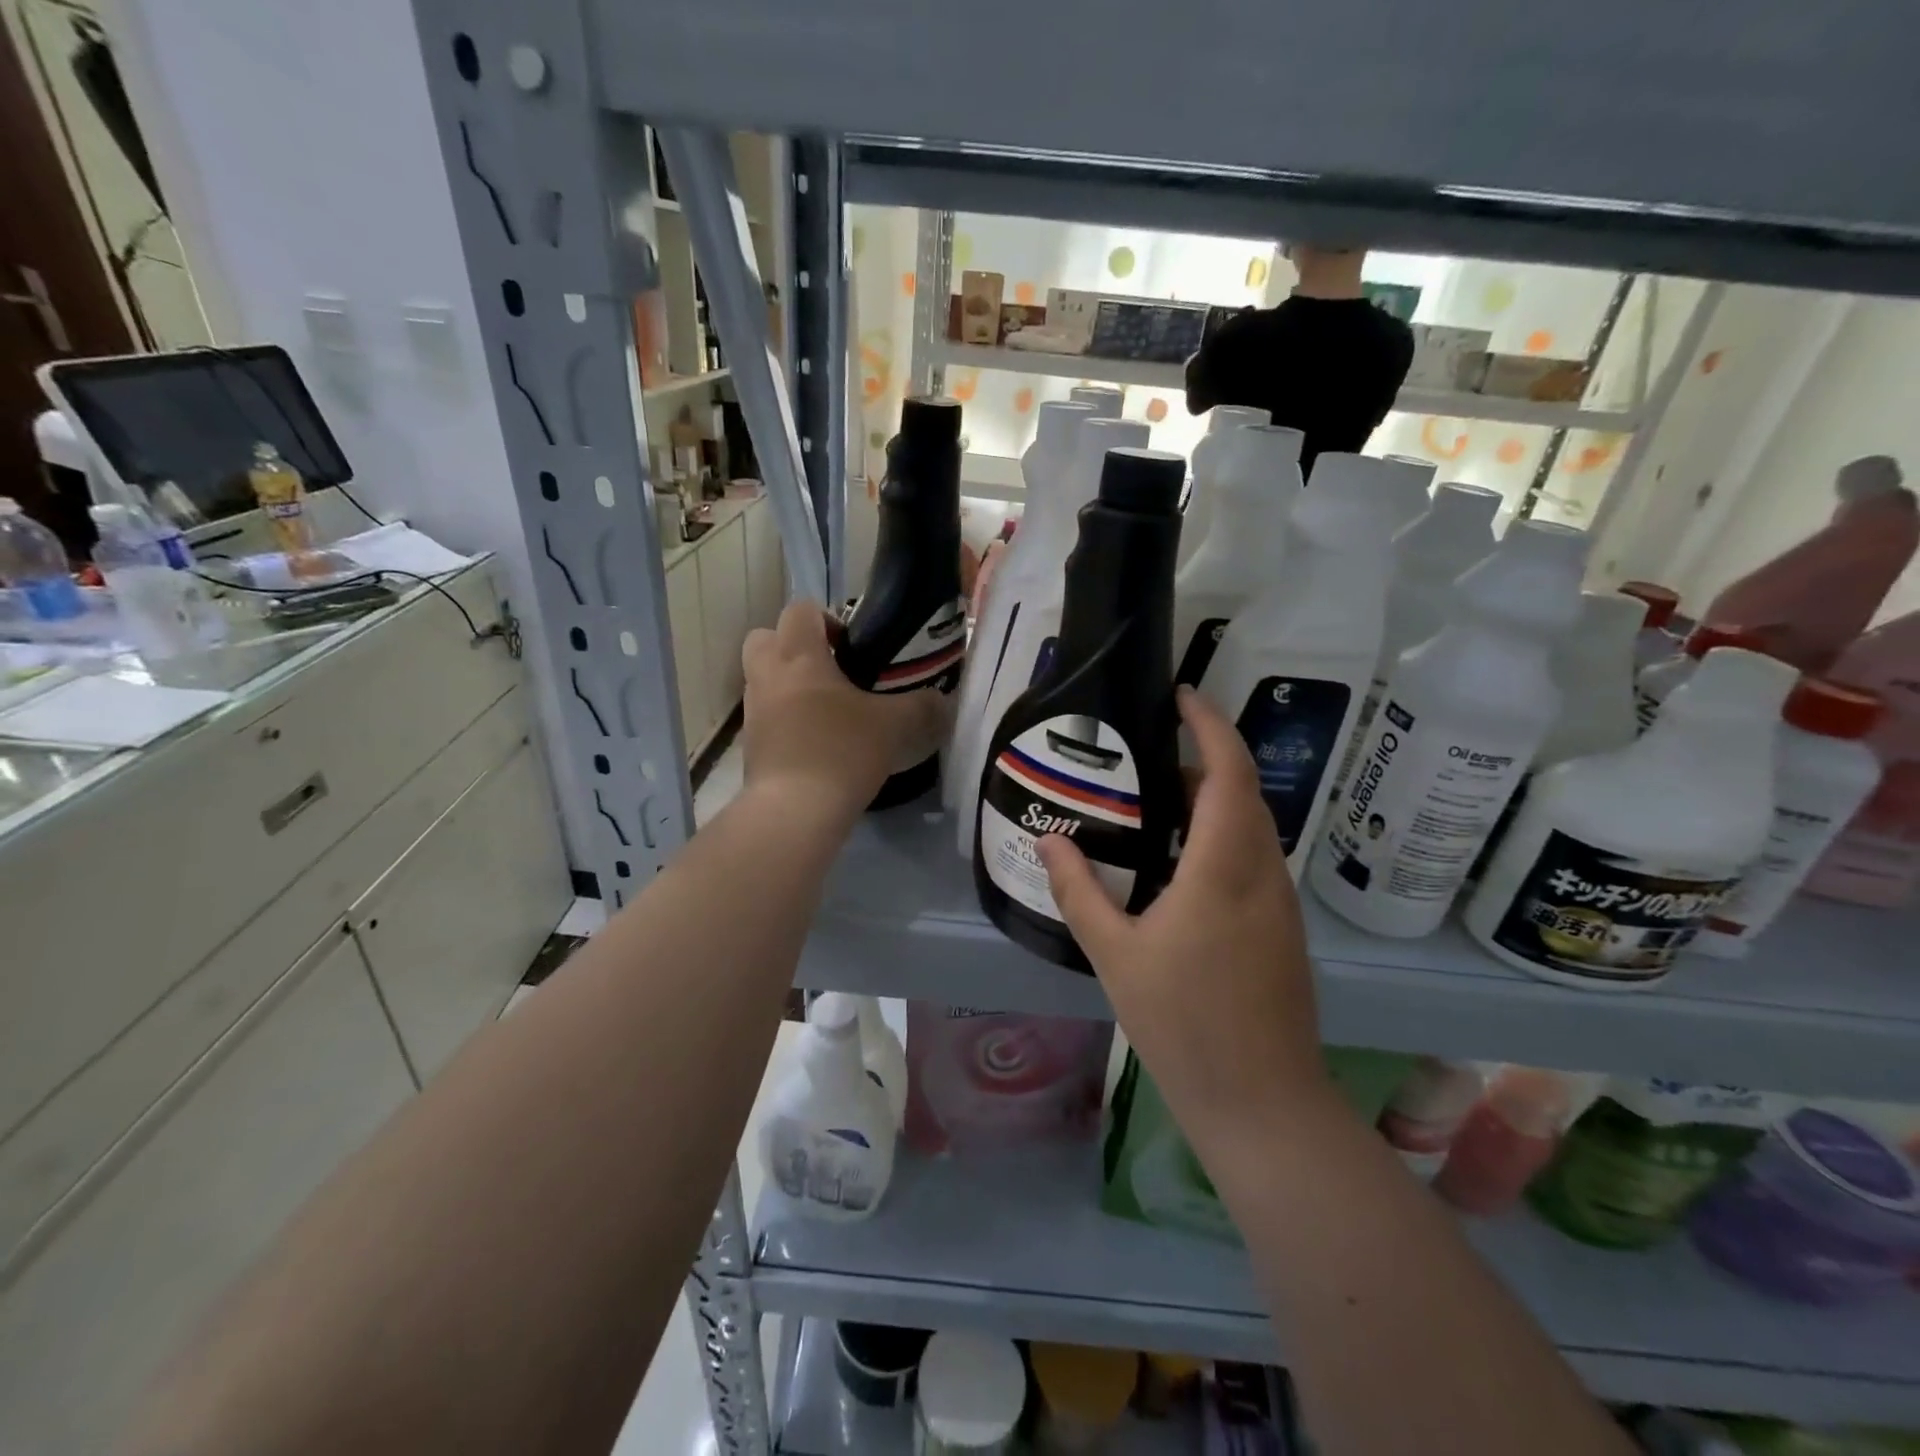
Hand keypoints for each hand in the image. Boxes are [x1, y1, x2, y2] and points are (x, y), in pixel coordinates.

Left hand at [740, 601, 949, 819]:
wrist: (795, 811)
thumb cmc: (842, 751)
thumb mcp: (895, 726)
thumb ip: (922, 707)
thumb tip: (943, 701)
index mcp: (799, 656)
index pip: (800, 610)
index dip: (826, 618)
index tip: (851, 644)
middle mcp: (767, 676)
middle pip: (764, 637)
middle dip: (792, 645)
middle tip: (830, 669)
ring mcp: (754, 712)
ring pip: (762, 679)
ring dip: (788, 684)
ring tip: (828, 710)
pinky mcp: (751, 746)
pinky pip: (766, 717)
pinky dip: (786, 720)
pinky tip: (818, 742)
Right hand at [1036, 687, 1333, 1156]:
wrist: (1262, 1102)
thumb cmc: (1183, 1024)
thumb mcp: (1115, 955)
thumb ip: (1079, 891)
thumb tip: (1049, 841)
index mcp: (1223, 868)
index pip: (1228, 772)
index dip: (1210, 725)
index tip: (1181, 696)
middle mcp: (1263, 873)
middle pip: (1243, 792)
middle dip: (1203, 759)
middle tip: (1147, 755)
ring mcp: (1280, 902)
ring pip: (1252, 826)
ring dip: (1212, 800)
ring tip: (1156, 803)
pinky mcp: (1283, 928)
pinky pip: (1254, 858)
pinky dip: (1221, 836)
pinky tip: (1180, 864)